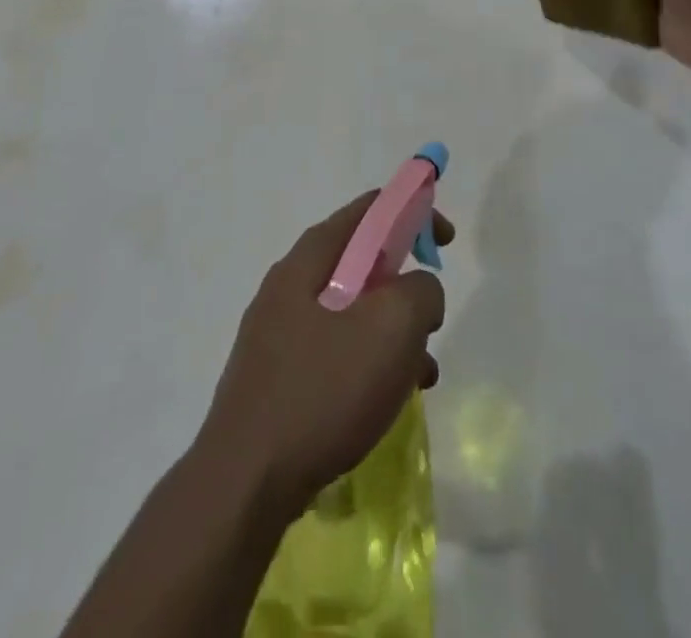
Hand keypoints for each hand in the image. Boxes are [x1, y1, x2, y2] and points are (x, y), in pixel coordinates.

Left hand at [198, 193, 452, 518]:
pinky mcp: (276, 376)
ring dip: (391, 333)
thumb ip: (420, 291)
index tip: (445, 244)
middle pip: (360, 261)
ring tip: (419, 374)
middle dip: (404, 285)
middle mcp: (289, 284)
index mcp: (310, 258)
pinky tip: (385, 403)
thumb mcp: (392, 328)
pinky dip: (368, 364)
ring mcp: (277, 331)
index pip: (369, 209)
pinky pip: (335, 352)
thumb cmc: (322, 391)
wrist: (244, 482)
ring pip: (351, 312)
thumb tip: (419, 291)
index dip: (413, 212)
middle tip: (430, 320)